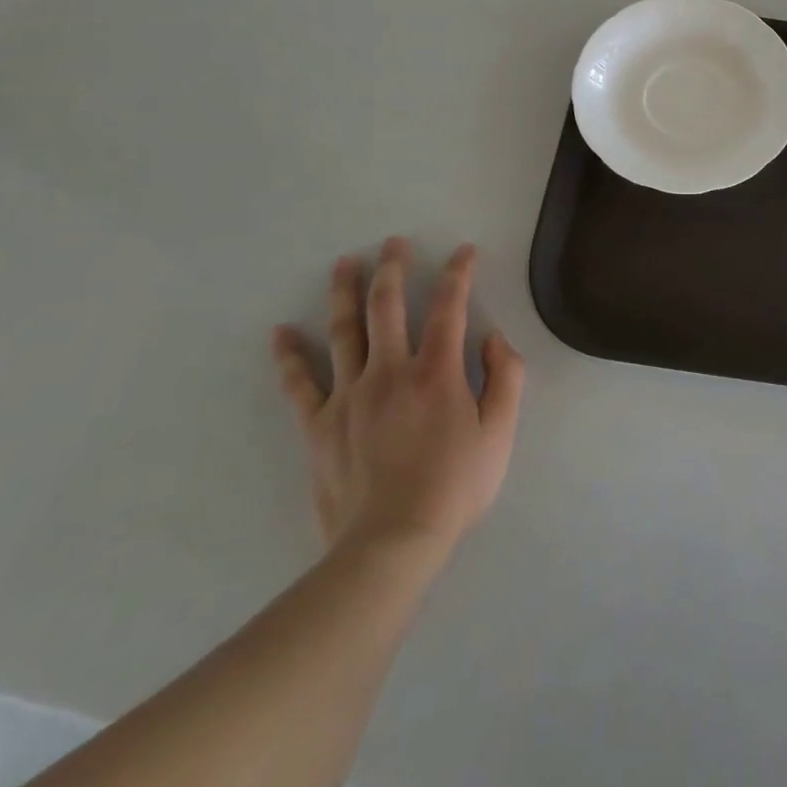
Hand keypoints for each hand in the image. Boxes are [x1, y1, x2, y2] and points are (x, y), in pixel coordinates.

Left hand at [270, 240, 524, 564]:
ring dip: (345, 293)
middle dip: (393, 268)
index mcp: (437, 371)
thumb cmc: (454, 487)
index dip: (458, 273)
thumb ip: (506, 378)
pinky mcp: (319, 426)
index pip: (449, 306)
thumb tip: (494, 338)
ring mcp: (349, 396)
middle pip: (388, 306)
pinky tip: (280, 333)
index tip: (463, 251)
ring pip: (344, 332)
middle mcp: (390, 371)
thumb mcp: (501, 433)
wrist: (391, 545)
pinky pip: (299, 384)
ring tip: (344, 264)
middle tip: (393, 242)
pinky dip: (289, 357)